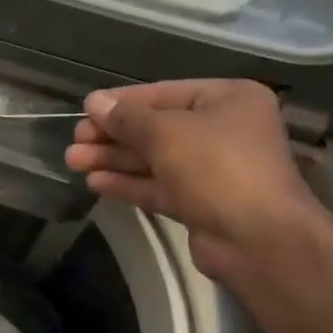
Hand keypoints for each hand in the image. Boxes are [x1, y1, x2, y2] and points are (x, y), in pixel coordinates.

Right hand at [64, 79, 325, 282]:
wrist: (259, 240)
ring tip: (73, 160)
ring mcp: (214, 169)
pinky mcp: (202, 203)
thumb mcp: (165, 132)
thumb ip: (126, 117)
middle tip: (75, 138)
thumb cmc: (216, 167)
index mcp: (228, 100)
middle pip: (157, 127)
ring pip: (154, 159)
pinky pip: (159, 186)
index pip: (164, 93)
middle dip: (113, 134)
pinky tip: (95, 182)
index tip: (85, 108)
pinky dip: (128, 183)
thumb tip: (93, 102)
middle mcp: (224, 130)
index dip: (122, 102)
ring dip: (114, 159)